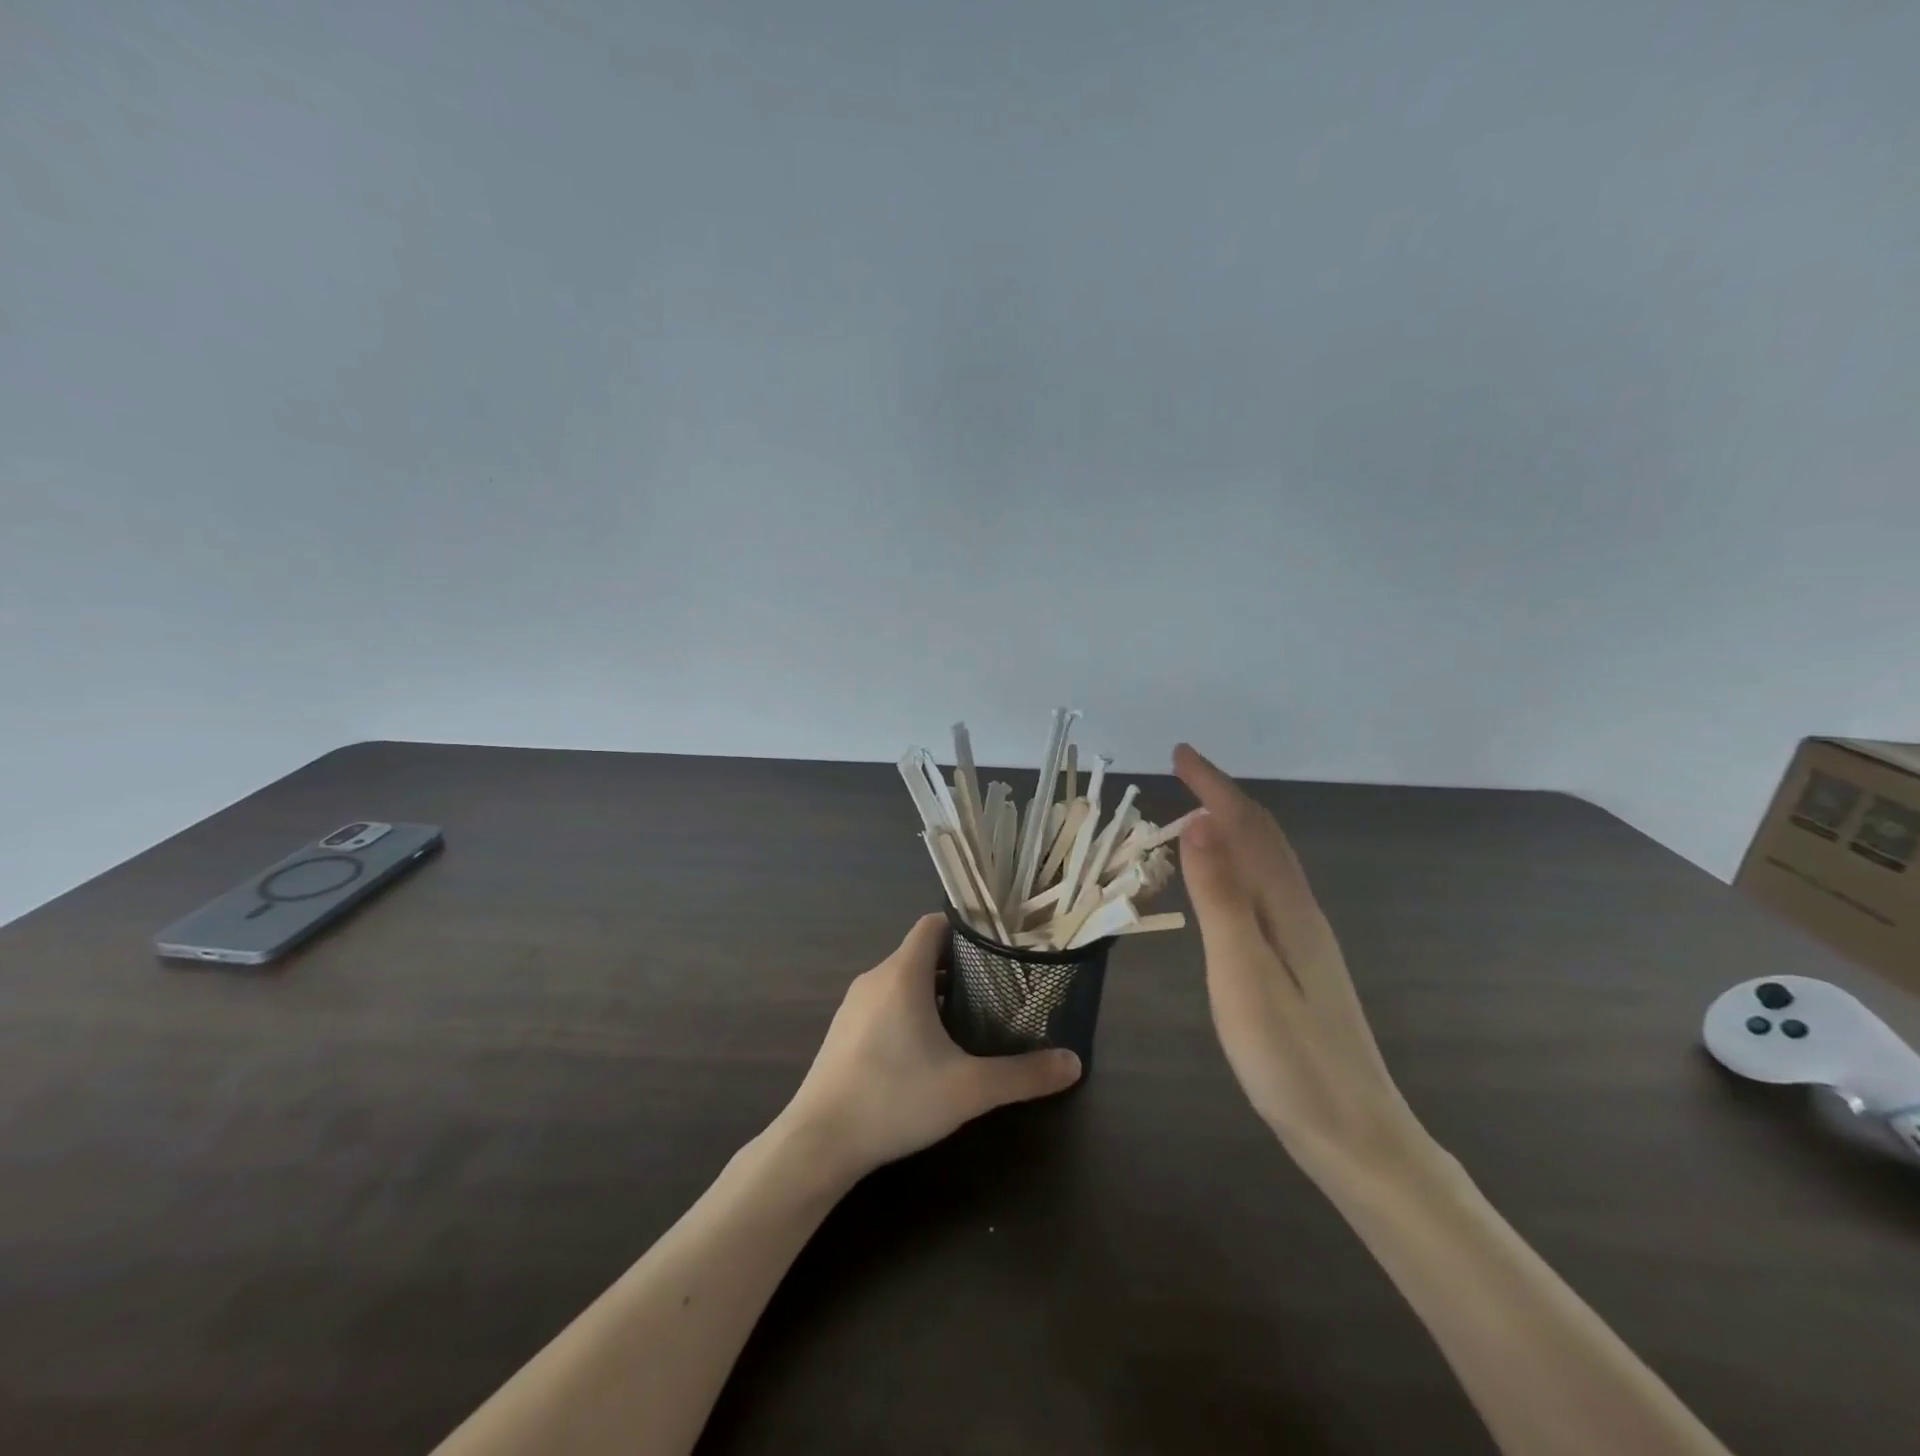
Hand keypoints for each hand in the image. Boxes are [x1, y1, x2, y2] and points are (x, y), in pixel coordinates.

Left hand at [776, 914, 1082, 1183]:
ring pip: (902, 979)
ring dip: (935, 990)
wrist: (818, 1142)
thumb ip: (1023, 1075)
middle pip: (922, 952)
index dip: (967, 929)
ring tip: (971, 1016)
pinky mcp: (843, 1030)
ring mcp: (854, 1004)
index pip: (934, 924)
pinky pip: (884, 1002)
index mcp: (903, 974)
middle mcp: (876, 978)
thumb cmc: (894, 1099)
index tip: (999, 946)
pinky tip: (928, 1047)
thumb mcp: (969, 1090)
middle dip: (960, 965)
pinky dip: (910, 1009)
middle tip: (997, 986)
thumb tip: (1074, 1063)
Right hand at [1173, 744, 1433, 1189]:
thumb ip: (1221, 899)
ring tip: (1196, 817)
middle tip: (1183, 775)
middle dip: (1224, 797)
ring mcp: (1306, 941)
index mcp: (1288, 909)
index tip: (1180, 754)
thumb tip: (1200, 824)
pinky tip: (1227, 885)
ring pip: (1267, 864)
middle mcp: (1302, 913)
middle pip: (1264, 838)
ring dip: (1233, 829)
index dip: (1214, 786)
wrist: (1358, 1138)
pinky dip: (1240, 865)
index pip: (1249, 827)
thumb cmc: (1291, 1060)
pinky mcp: (1302, 966)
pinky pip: (1266, 891)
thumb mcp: (1242, 974)